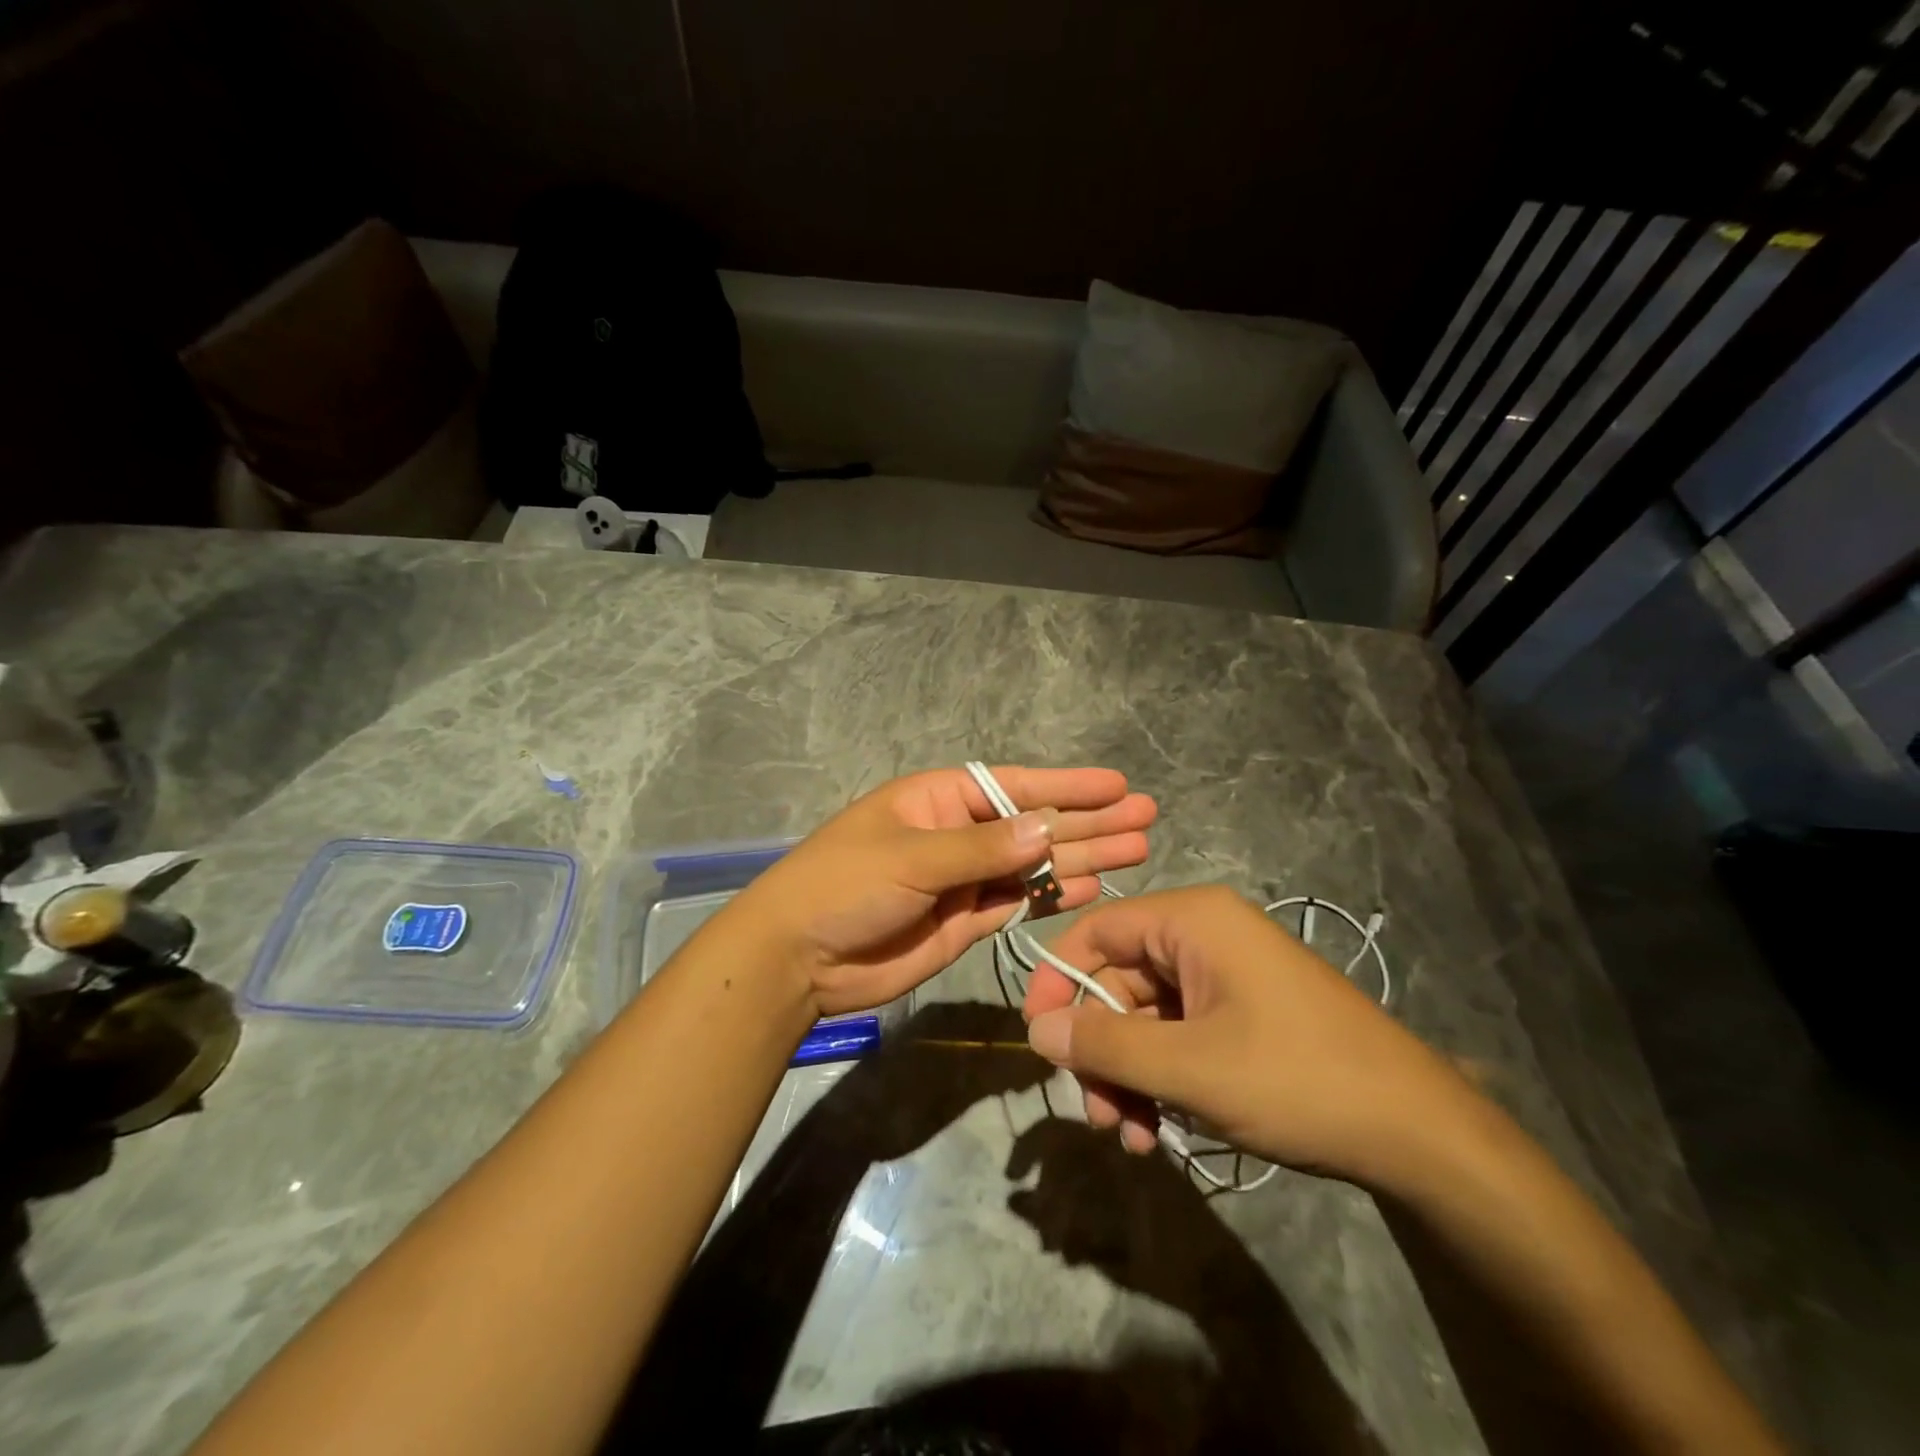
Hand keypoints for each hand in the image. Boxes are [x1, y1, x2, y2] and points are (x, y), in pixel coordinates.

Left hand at [732, 766, 1155, 1015]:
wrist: (799, 958)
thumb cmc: (844, 886)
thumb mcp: (910, 857)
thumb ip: (980, 849)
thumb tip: (1046, 831)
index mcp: (940, 800)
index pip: (1015, 786)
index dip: (1067, 786)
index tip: (1116, 785)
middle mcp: (959, 834)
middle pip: (1035, 824)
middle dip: (1088, 820)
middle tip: (1145, 817)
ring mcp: (965, 879)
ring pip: (1034, 865)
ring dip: (1082, 857)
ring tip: (1136, 850)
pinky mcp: (967, 921)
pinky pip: (1018, 902)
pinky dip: (1052, 896)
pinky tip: (1092, 887)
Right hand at [1021, 886, 1473, 1188]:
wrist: (1419, 1131)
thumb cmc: (1297, 1079)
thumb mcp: (1190, 1068)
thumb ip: (1106, 1044)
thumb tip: (1037, 1029)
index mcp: (1191, 920)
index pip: (1096, 931)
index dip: (1057, 980)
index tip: (1036, 1038)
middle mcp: (1203, 935)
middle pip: (1118, 980)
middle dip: (1100, 1048)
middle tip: (1095, 1113)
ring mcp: (1225, 975)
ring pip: (1145, 1016)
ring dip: (1128, 1074)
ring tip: (1131, 1136)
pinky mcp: (1241, 1012)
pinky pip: (1178, 1034)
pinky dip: (1160, 1078)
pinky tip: (1159, 1131)